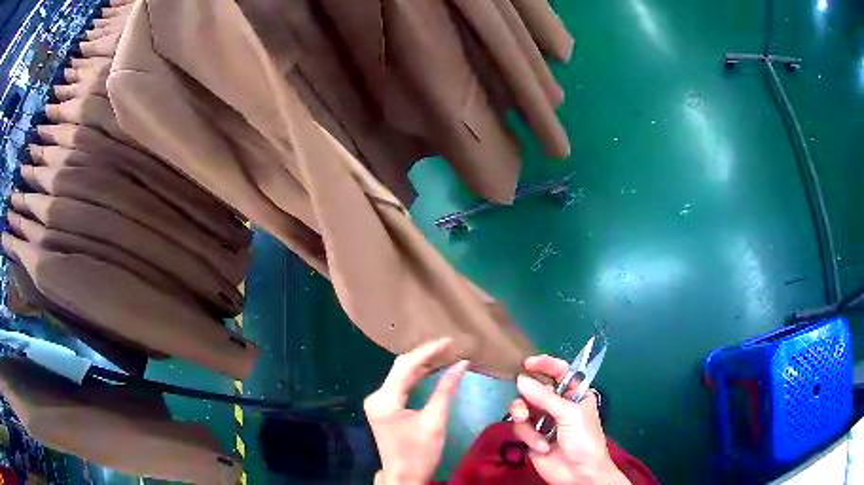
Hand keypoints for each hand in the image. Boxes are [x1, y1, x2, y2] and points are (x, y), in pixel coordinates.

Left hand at [365, 338, 469, 484]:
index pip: (405, 366)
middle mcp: (376, 397)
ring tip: (445, 354)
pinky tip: (432, 371)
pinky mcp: (384, 408)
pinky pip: (401, 386)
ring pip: (401, 376)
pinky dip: (417, 378)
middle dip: (426, 356)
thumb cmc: (420, 453)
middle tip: (450, 346)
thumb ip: (446, 390)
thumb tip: (461, 363)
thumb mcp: (435, 421)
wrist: (404, 477)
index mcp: (384, 399)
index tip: (449, 341)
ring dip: (422, 366)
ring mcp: (378, 402)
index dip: (428, 351)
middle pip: (401, 369)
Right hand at [509, 355, 629, 484]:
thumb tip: (520, 379)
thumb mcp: (570, 414)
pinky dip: (529, 436)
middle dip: (526, 396)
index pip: (559, 372)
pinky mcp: (532, 437)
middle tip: (522, 406)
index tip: (527, 363)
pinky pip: (520, 428)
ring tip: (525, 422)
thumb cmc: (584, 439)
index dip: (545, 365)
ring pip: (522, 408)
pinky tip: (541, 447)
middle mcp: (557, 405)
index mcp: (574, 394)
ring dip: (523, 417)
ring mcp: (543, 421)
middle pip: (535, 389)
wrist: (579, 473)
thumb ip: (545, 397)